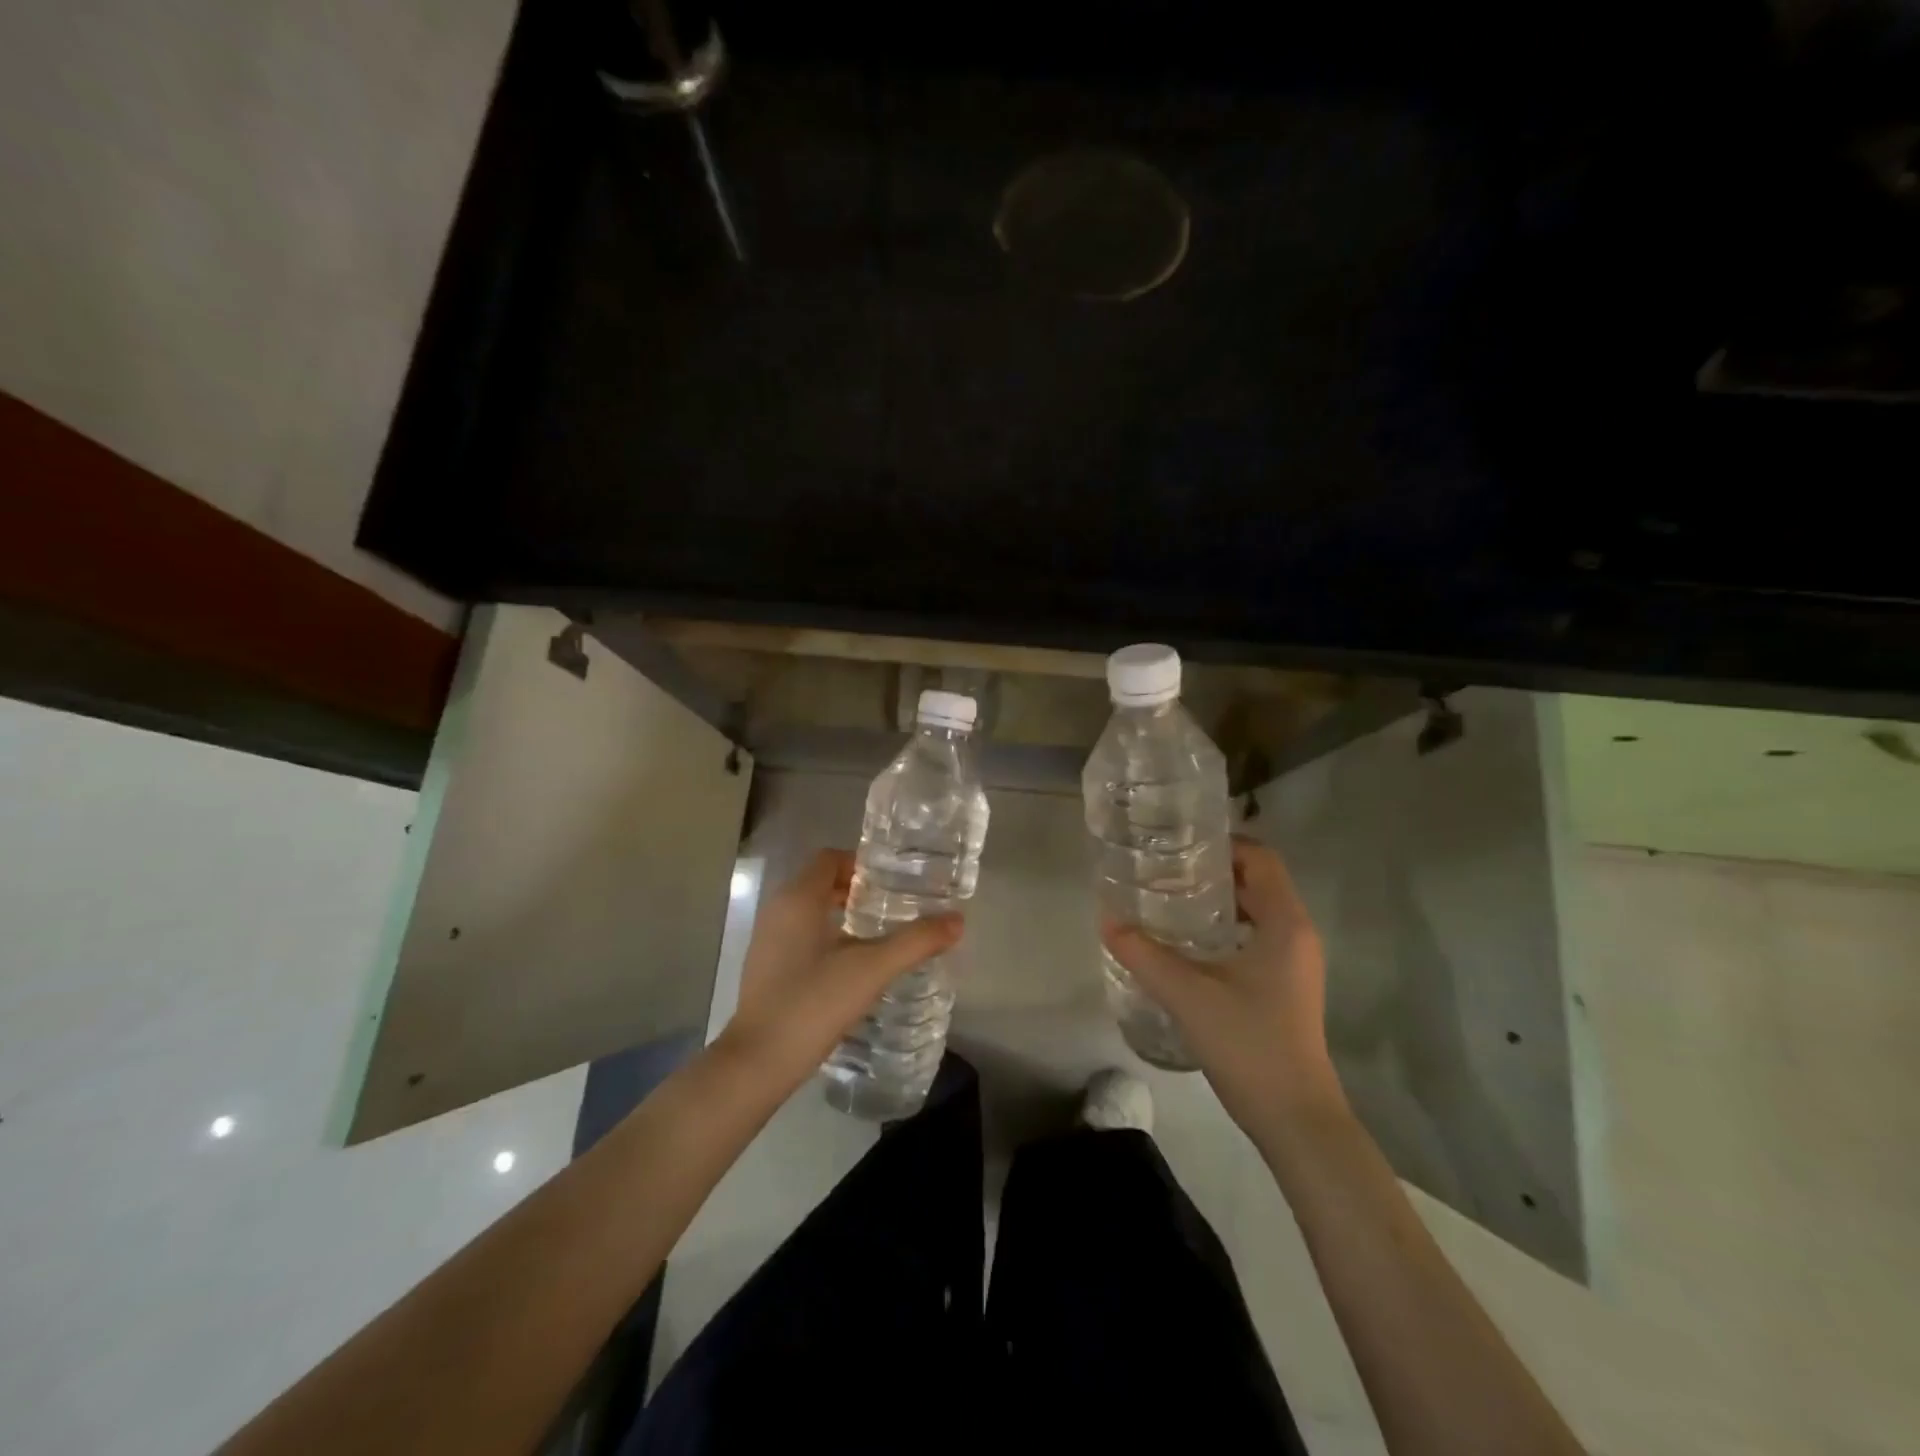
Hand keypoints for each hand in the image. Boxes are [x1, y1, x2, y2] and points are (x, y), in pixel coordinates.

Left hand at [718, 849, 963, 1095]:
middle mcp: (778, 911)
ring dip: (844, 914)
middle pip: (821, 883)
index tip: (895, 881)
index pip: (830, 859)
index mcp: (798, 899)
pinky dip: (828, 937)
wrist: (758, 1062)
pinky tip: (854, 965)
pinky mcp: (767, 968)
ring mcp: (768, 941)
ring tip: (882, 934)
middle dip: (858, 889)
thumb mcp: (872, 970)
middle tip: (896, 906)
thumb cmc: (813, 1002)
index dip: (862, 864)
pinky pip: (802, 936)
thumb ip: (916, 942)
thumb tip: (957, 920)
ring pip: (811, 911)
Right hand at [1102, 838, 1344, 1143]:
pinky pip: (1256, 937)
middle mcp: (1297, 934)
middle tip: (1164, 869)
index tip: (1179, 844)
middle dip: (1213, 870)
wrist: (1296, 1119)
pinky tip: (1189, 944)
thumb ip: (1144, 954)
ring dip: (1218, 900)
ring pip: (1256, 910)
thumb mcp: (1188, 995)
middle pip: (1258, 881)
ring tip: (1169, 899)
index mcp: (1285, 924)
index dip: (1223, 843)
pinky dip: (1225, 928)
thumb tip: (1107, 920)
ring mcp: (1294, 963)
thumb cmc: (1249, 1045)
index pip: (1260, 858)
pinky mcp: (1286, 986)